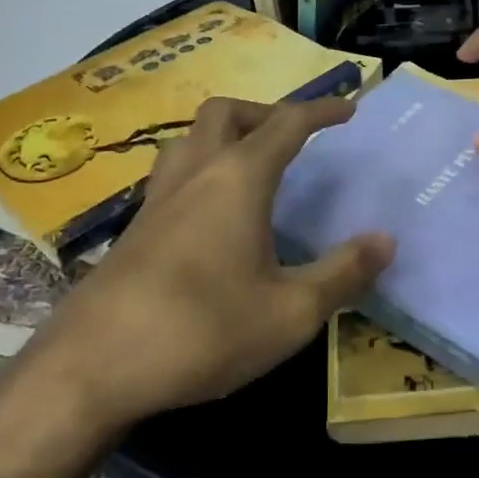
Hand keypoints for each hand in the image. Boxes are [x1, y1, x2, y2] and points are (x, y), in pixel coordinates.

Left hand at [28, 97, 394, 427]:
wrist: (92, 367)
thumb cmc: (203, 330)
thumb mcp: (290, 312)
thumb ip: (343, 273)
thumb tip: (386, 240)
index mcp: (238, 178)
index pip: (287, 123)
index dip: (322, 111)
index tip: (349, 111)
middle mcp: (195, 173)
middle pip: (226, 112)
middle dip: (266, 112)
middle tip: (294, 139)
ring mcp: (157, 198)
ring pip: (191, 138)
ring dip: (226, 136)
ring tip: (252, 167)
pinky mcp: (135, 227)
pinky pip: (174, 173)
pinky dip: (201, 170)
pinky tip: (212, 216)